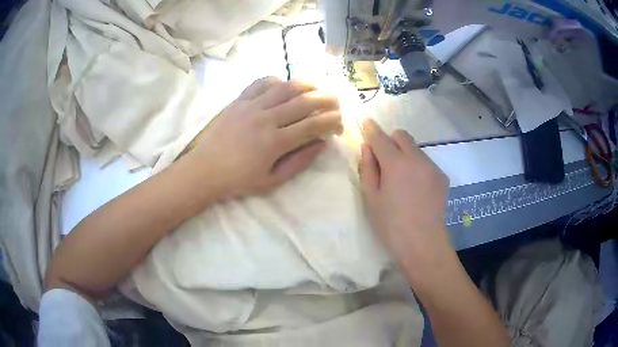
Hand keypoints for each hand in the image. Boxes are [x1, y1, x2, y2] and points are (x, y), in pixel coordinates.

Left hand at [186, 77, 341, 198]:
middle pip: (304, 102)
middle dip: (326, 99)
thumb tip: (321, 144)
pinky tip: (283, 85)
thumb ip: (299, 162)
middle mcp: (266, 119)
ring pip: (285, 87)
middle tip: (335, 101)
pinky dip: (277, 80)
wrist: (204, 170)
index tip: (339, 121)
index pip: (313, 125)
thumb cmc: (238, 180)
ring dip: (306, 85)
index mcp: (275, 143)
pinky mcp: (238, 100)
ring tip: (317, 87)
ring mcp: (251, 106)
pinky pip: (261, 82)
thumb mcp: (272, 181)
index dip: (331, 121)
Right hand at [359, 118, 450, 274]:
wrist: (424, 244)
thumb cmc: (391, 225)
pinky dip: (416, 166)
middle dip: (390, 139)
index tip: (366, 122)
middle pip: (402, 136)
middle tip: (383, 159)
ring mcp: (432, 167)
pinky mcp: (442, 177)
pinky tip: (415, 188)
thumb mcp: (371, 198)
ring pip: (415, 149)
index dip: (371, 129)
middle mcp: (417, 159)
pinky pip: (426, 162)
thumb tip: (368, 148)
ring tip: (401, 179)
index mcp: (396, 164)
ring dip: (404, 154)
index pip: (381, 138)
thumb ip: (368, 169)